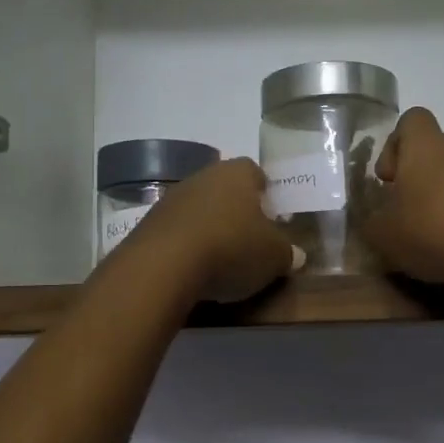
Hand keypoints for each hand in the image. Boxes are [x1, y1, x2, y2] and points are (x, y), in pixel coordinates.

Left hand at [128, 157, 304, 302]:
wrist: (163, 266)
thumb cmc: (231, 249)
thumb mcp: (274, 257)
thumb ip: (287, 253)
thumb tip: (295, 254)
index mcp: (238, 173)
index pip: (256, 173)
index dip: (266, 194)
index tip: (272, 218)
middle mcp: (203, 176)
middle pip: (225, 189)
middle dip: (237, 212)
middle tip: (250, 240)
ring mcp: (171, 198)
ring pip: (199, 209)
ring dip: (209, 228)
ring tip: (221, 260)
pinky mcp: (148, 223)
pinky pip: (177, 231)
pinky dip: (187, 246)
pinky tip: (194, 270)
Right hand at [359, 108, 443, 293]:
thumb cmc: (431, 232)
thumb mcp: (381, 234)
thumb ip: (371, 220)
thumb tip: (376, 217)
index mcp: (427, 147)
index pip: (411, 120)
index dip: (394, 145)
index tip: (388, 179)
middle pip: (432, 154)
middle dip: (414, 181)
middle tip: (402, 216)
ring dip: (438, 202)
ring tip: (427, 239)